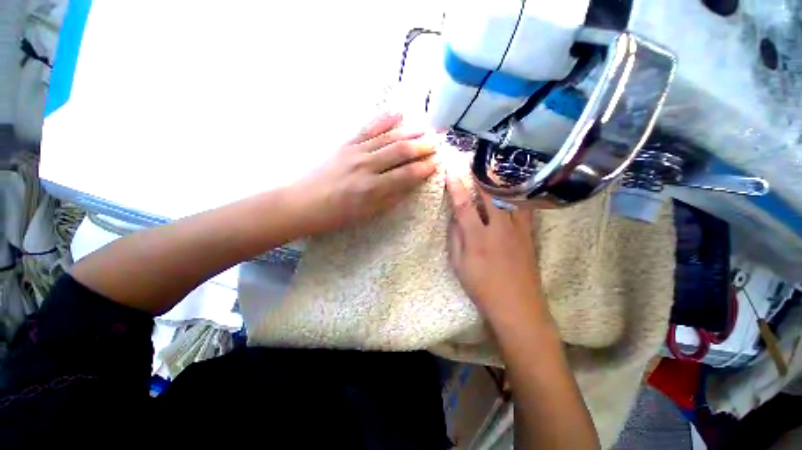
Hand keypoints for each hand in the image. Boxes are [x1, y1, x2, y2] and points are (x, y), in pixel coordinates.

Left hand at [289, 113, 437, 234]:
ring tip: (425, 128)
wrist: (302, 203)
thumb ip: (390, 198)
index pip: (406, 174)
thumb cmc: (337, 215)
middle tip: (437, 142)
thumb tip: (410, 185)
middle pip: (400, 151)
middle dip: (422, 146)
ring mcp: (355, 151)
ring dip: (409, 131)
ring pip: (387, 137)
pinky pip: (367, 128)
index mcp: (373, 189)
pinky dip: (384, 120)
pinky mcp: (345, 144)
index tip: (437, 163)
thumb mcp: (367, 214)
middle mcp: (366, 166)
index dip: (424, 168)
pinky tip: (397, 114)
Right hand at [445, 172, 543, 318]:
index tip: (451, 171)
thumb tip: (455, 218)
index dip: (456, 187)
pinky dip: (517, 196)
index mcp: (478, 238)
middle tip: (474, 163)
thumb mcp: (459, 265)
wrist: (518, 307)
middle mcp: (499, 229)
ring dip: (500, 183)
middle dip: (480, 177)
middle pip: (490, 195)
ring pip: (510, 198)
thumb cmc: (482, 288)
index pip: (464, 205)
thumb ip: (456, 238)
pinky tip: (513, 190)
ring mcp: (518, 230)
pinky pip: (524, 209)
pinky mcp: (529, 235)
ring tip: (494, 171)